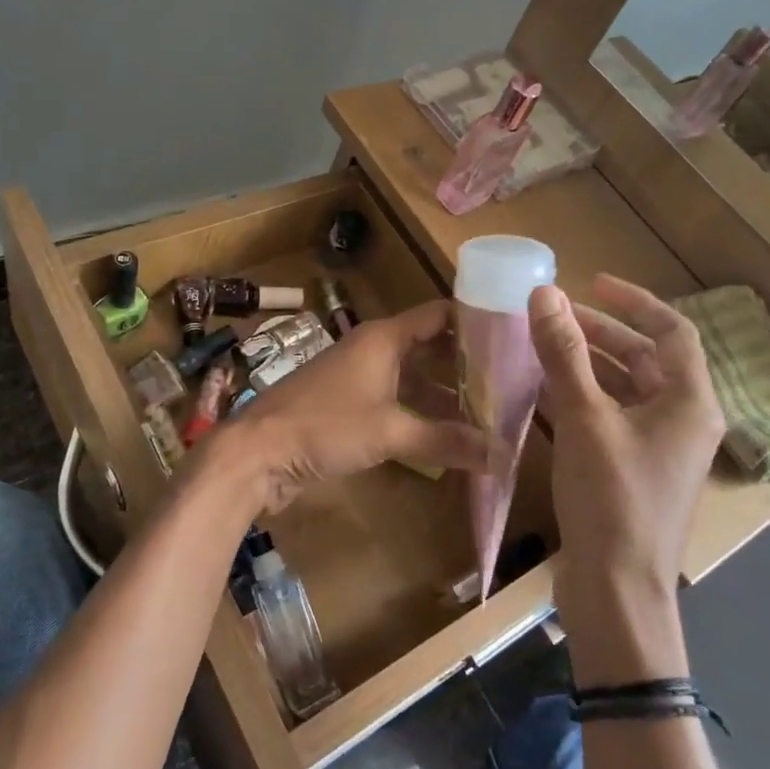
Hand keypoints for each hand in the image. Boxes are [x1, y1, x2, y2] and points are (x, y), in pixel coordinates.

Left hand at [221, 300, 497, 515]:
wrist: (257, 452)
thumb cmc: (324, 426)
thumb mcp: (390, 432)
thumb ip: (445, 440)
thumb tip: (501, 453)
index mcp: (383, 337)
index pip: (438, 315)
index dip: (473, 319)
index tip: (512, 333)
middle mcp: (372, 349)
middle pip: (428, 346)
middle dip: (464, 363)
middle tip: (509, 380)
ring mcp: (358, 377)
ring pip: (412, 376)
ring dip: (443, 393)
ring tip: (487, 411)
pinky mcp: (347, 405)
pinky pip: (394, 400)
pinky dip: (420, 412)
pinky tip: (445, 434)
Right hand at [529, 276, 725, 682]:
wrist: (617, 590)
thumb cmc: (611, 498)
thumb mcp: (585, 418)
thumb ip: (563, 353)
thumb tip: (544, 294)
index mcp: (690, 403)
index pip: (671, 330)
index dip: (633, 301)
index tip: (590, 283)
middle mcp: (683, 420)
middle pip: (647, 358)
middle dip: (601, 332)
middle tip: (554, 316)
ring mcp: (659, 448)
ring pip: (627, 388)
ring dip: (589, 363)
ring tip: (544, 346)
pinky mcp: (634, 469)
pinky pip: (613, 416)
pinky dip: (584, 396)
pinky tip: (547, 391)